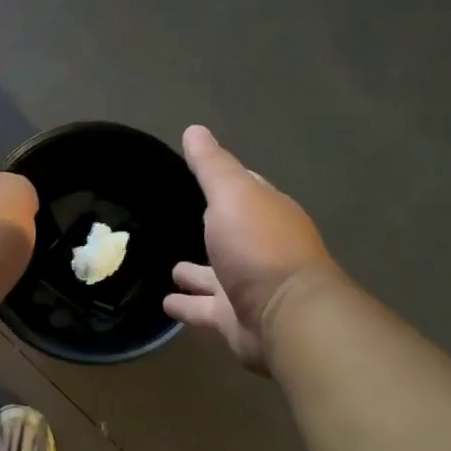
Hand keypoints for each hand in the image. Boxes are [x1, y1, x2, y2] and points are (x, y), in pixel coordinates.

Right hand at [165, 125, 336, 371]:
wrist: (284, 315)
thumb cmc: (258, 246)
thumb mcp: (232, 194)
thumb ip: (211, 166)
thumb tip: (194, 130)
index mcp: (267, 213)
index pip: (246, 190)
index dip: (226, 181)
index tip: (202, 173)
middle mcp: (260, 249)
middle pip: (231, 234)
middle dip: (211, 229)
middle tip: (179, 221)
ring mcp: (248, 286)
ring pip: (215, 276)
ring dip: (196, 273)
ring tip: (170, 268)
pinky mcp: (234, 320)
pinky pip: (204, 308)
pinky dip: (187, 304)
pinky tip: (166, 302)